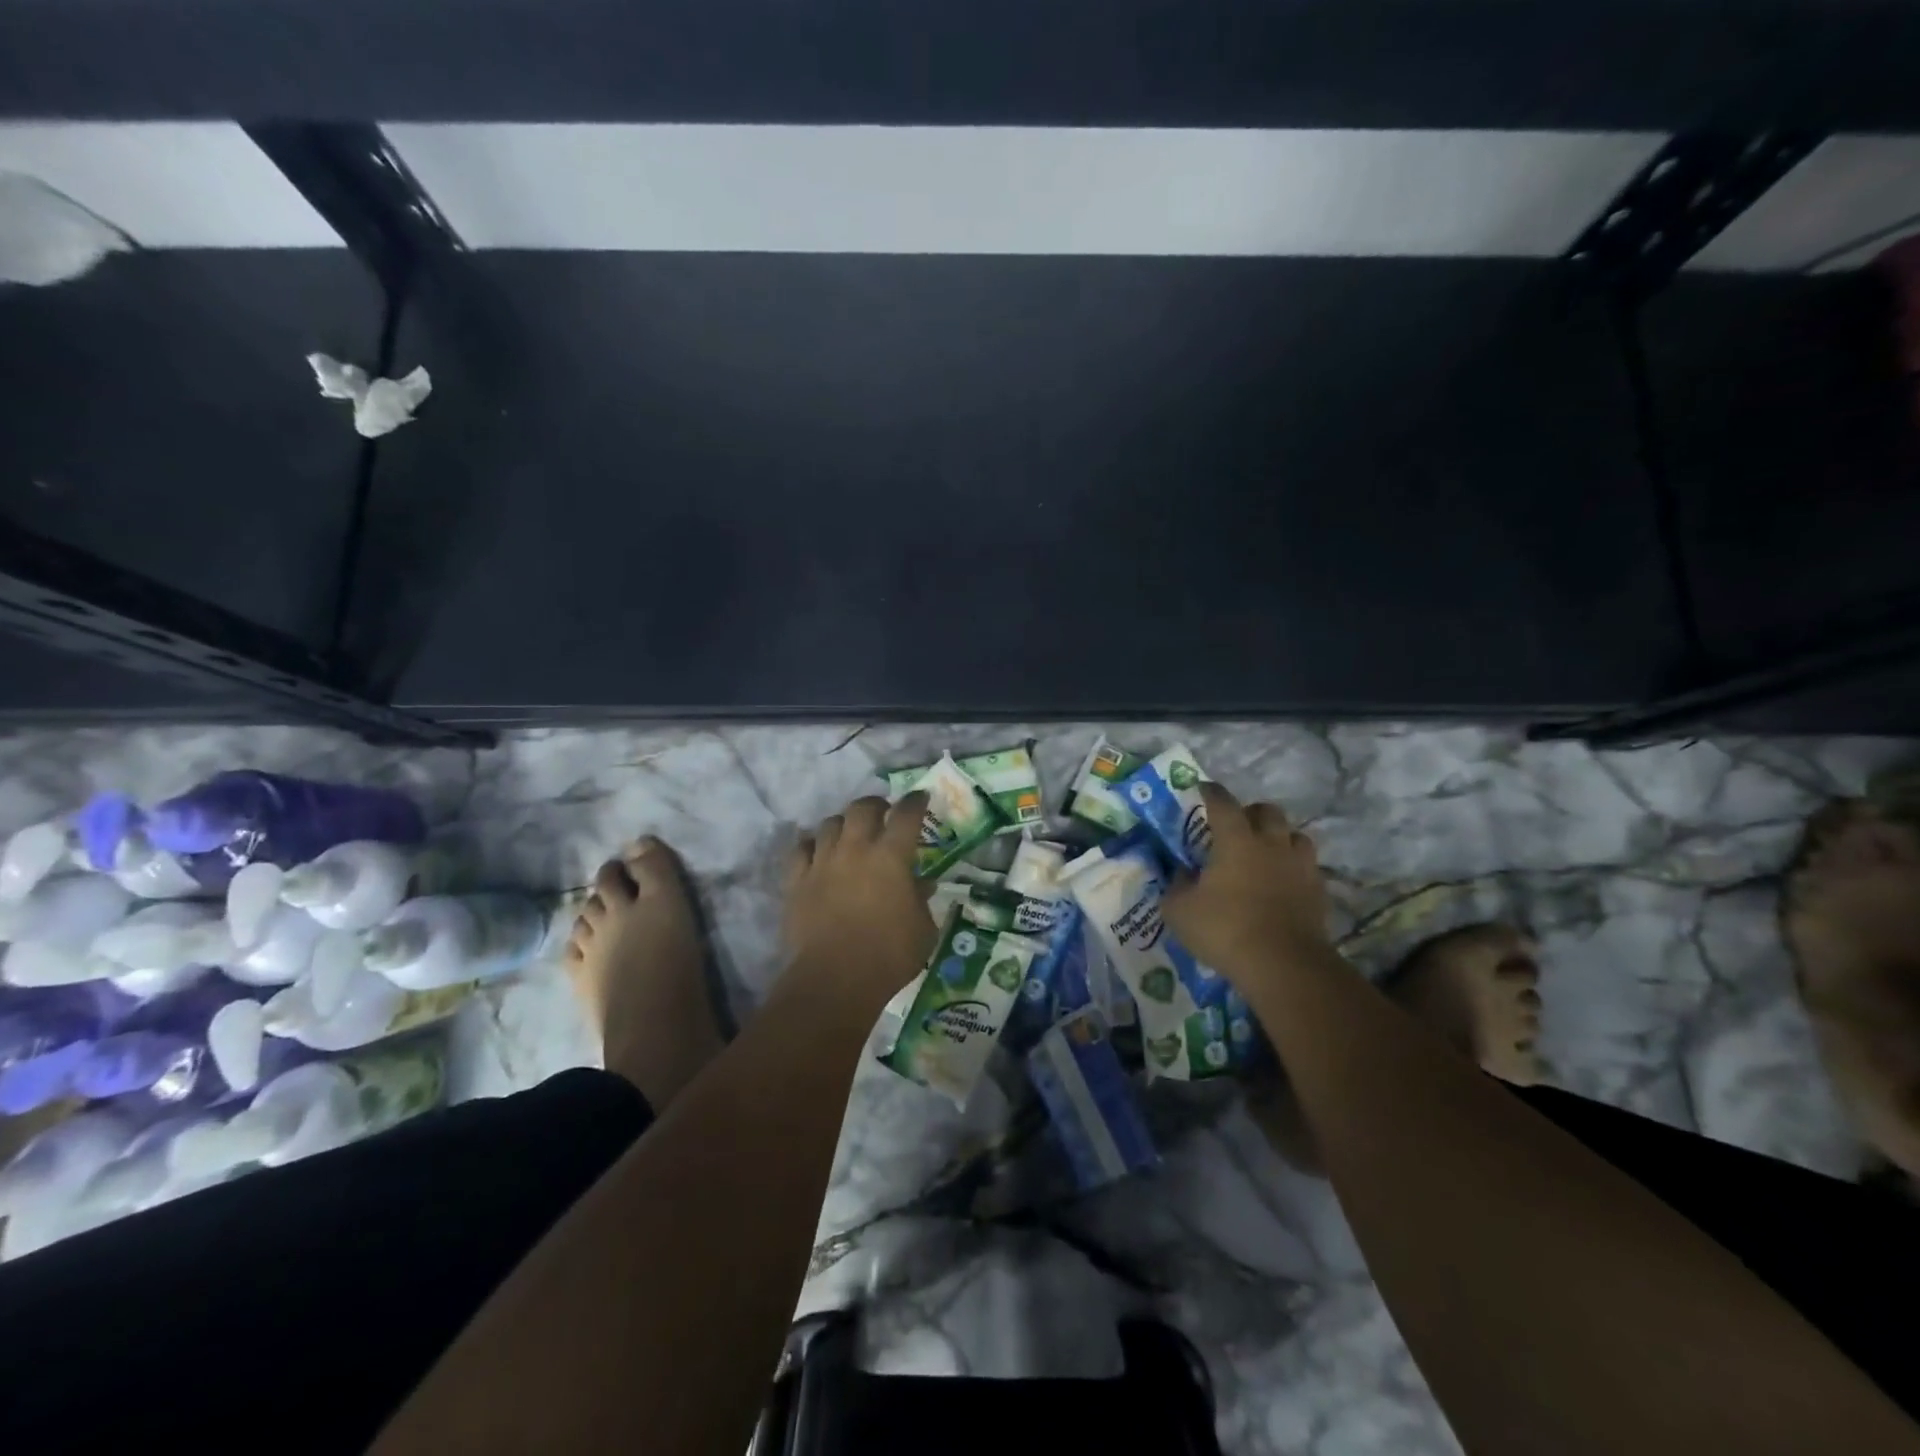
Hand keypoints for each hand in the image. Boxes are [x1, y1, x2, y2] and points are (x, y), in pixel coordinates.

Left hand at [781, 792, 934, 1006]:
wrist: (834, 980)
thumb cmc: (889, 955)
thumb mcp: (923, 930)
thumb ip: (922, 900)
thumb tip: (922, 884)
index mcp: (891, 856)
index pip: (906, 814)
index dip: (915, 802)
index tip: (920, 798)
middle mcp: (855, 849)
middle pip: (862, 808)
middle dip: (875, 804)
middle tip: (883, 813)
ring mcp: (822, 862)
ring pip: (829, 824)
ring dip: (843, 824)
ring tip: (849, 834)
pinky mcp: (796, 881)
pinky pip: (800, 849)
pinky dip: (811, 845)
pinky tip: (816, 852)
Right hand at [1163, 782, 1332, 982]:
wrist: (1283, 965)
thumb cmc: (1224, 929)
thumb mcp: (1179, 910)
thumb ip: (1177, 886)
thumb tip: (1184, 874)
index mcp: (1236, 840)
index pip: (1223, 803)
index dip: (1211, 793)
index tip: (1203, 789)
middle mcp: (1271, 844)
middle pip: (1268, 812)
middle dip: (1251, 812)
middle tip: (1237, 825)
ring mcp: (1300, 867)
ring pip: (1296, 836)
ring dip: (1280, 838)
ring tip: (1266, 852)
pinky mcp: (1318, 893)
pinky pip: (1308, 868)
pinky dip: (1294, 869)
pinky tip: (1283, 883)